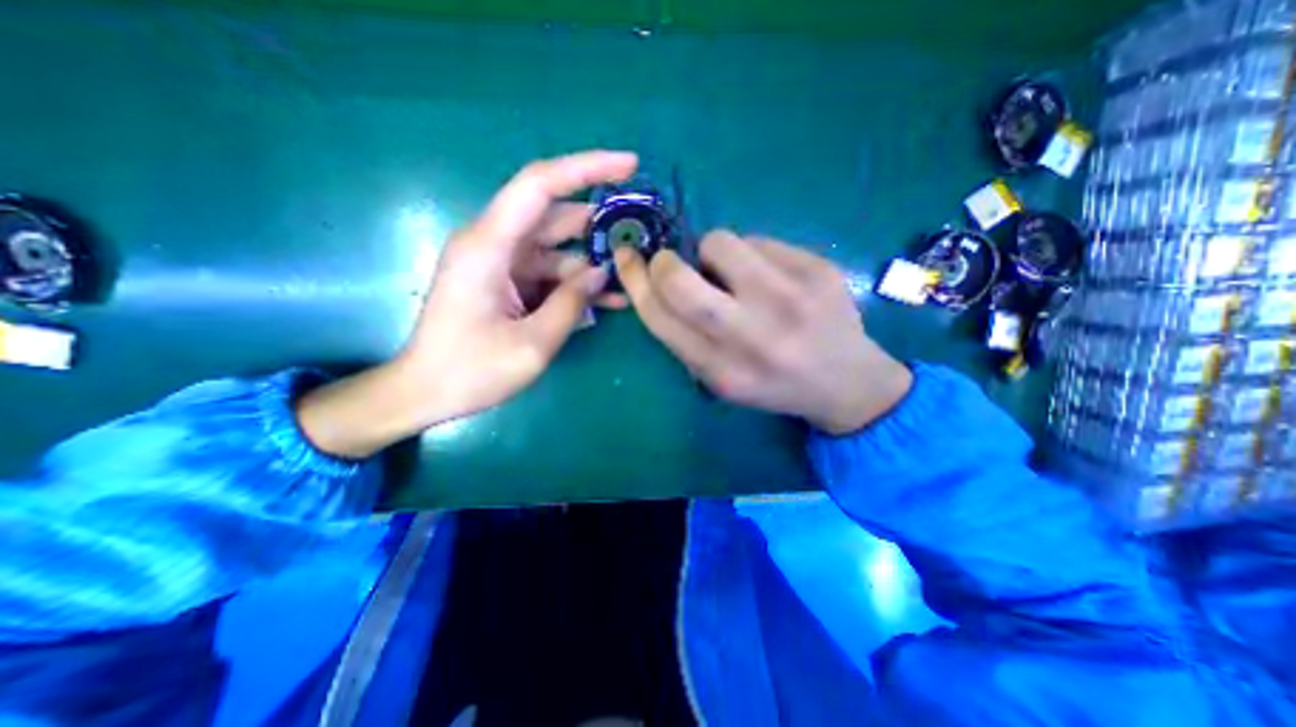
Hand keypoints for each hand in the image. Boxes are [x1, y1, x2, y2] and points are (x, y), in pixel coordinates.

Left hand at [297, 150, 637, 455]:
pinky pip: (549, 272)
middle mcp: (493, 243)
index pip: (540, 185)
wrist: (426, 392)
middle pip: (554, 214)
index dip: (586, 168)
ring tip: (632, 275)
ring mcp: (500, 263)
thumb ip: (571, 304)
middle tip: (640, 231)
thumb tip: (600, 273)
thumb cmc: (471, 371)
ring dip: (592, 260)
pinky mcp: (506, 281)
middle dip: (599, 221)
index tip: (629, 165)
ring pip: (557, 247)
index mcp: (489, 247)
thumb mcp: (533, 344)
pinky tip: (608, 298)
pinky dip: (576, 283)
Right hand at [615, 231, 910, 432]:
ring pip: (719, 242)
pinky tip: (770, 276)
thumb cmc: (772, 384)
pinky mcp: (816, 269)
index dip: (634, 281)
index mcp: (721, 370)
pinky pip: (759, 240)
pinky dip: (750, 254)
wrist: (846, 382)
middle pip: (679, 279)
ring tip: (733, 273)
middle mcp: (751, 335)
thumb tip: (654, 280)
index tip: (626, 258)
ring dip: (711, 252)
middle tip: (672, 263)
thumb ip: (685, 338)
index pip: (659, 316)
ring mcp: (788, 298)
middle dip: (664, 262)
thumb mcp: (720, 380)